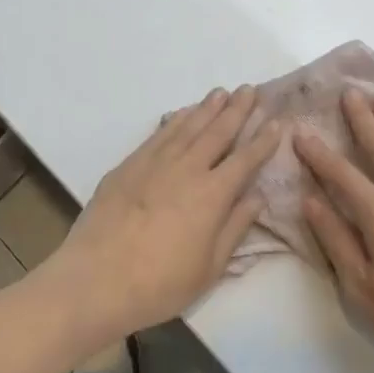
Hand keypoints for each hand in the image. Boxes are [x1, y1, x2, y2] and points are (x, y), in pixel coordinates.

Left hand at [44, 87, 280, 341]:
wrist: (97, 278)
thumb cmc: (160, 283)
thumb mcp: (209, 267)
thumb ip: (235, 228)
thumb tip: (257, 197)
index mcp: (212, 194)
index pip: (245, 159)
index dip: (263, 140)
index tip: (277, 122)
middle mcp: (187, 168)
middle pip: (217, 131)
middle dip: (237, 110)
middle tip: (250, 89)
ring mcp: (156, 162)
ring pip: (188, 126)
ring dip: (207, 107)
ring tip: (221, 92)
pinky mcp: (130, 164)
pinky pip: (159, 133)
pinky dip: (175, 119)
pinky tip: (182, 112)